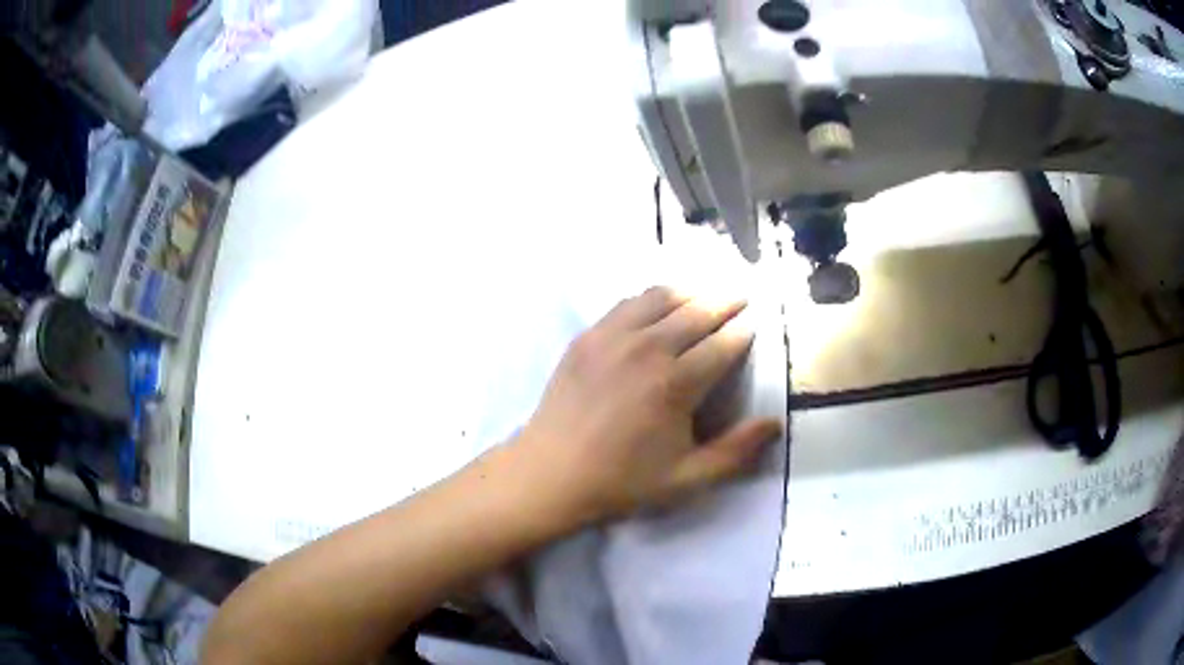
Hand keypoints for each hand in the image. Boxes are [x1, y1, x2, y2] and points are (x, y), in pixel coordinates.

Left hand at [515, 286, 782, 525]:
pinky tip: (657, 304)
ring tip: (704, 293)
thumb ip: (735, 452)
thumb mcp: (686, 479)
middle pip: (696, 312)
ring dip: (689, 292)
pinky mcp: (587, 337)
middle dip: (724, 302)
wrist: (551, 474)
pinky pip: (626, 304)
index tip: (754, 324)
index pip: (722, 344)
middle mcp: (647, 349)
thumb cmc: (622, 480)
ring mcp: (613, 338)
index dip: (742, 332)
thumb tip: (775, 423)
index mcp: (676, 384)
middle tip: (741, 295)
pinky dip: (650, 298)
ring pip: (660, 298)